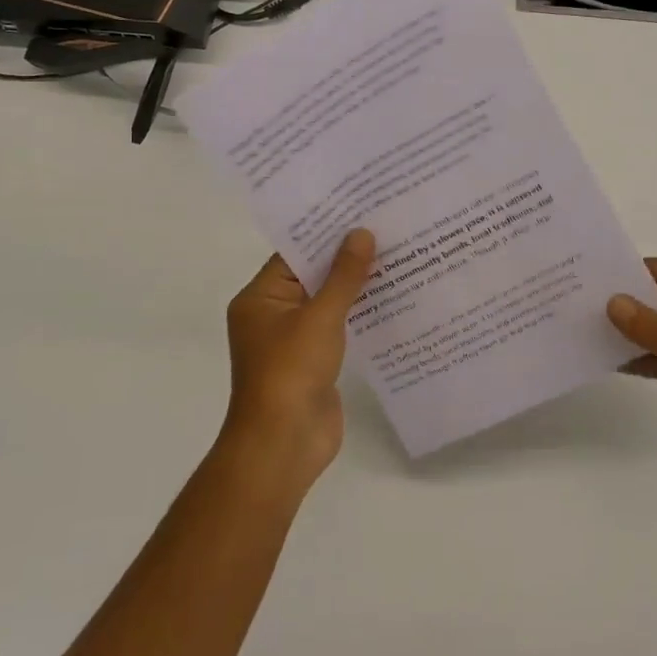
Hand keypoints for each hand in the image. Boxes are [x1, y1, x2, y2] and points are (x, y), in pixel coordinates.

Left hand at [222, 229, 375, 488]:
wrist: (283, 445)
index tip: (359, 210)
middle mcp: (273, 314)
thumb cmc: (291, 372)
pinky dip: (359, 313)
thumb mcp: (319, 317)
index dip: (326, 232)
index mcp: (260, 298)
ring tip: (396, 255)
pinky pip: (338, 326)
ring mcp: (294, 340)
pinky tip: (392, 297)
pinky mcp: (315, 361)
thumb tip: (361, 233)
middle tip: (385, 227)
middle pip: (312, 275)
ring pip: (328, 301)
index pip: (294, 253)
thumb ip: (343, 276)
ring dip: (356, 285)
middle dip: (346, 257)